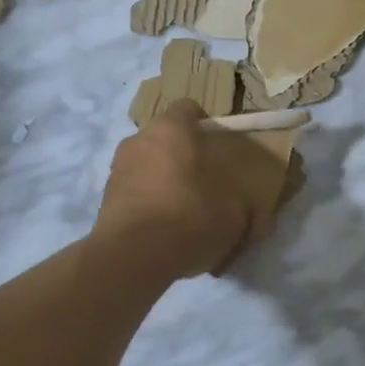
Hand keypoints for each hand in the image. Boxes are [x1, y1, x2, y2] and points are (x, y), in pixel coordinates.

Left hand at [93, 101, 281, 277]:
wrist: (133, 257)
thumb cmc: (190, 217)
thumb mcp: (234, 213)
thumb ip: (244, 207)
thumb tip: (260, 220)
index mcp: (171, 129)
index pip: (187, 108)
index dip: (204, 124)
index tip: (218, 146)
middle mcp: (139, 140)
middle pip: (164, 138)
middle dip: (181, 155)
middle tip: (203, 181)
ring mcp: (116, 169)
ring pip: (146, 165)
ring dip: (162, 180)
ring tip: (182, 210)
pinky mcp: (104, 200)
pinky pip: (133, 193)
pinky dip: (147, 203)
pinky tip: (163, 229)